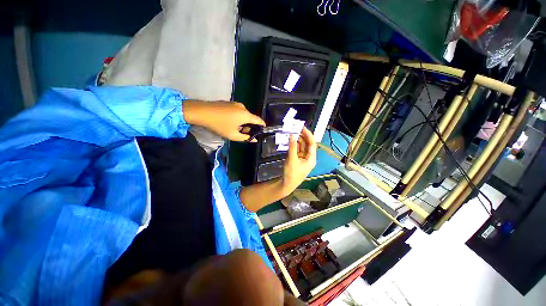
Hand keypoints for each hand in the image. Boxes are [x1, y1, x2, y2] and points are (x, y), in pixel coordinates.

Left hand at [184, 101, 264, 141]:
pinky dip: (237, 117)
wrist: (202, 112)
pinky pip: (237, 111)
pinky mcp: (229, 102)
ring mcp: (235, 104)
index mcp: (246, 115)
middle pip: (250, 117)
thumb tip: (254, 140)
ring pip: (243, 114)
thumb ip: (245, 138)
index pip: (258, 120)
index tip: (263, 128)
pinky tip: (230, 122)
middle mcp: (243, 107)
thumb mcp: (233, 135)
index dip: (262, 124)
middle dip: (249, 125)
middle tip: (245, 133)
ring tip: (236, 128)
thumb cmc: (219, 125)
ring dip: (243, 121)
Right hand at [282, 127, 316, 193]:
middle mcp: (309, 157)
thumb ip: (292, 147)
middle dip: (302, 136)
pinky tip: (291, 140)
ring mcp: (303, 158)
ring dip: (297, 140)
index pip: (312, 144)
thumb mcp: (292, 159)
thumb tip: (292, 135)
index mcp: (311, 158)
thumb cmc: (291, 174)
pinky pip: (297, 150)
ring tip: (292, 133)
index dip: (308, 135)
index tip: (302, 128)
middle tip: (296, 129)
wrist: (287, 184)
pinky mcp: (298, 159)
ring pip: (302, 146)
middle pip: (307, 144)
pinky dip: (294, 145)